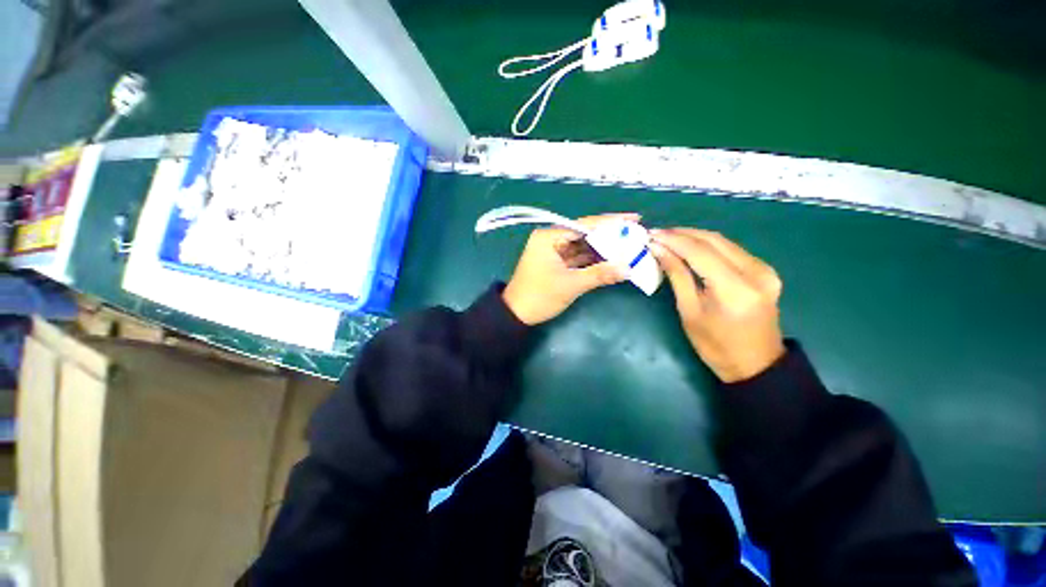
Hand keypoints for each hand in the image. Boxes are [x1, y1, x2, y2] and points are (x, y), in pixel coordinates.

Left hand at [503, 214, 636, 324]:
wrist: (517, 315)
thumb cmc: (540, 296)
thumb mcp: (571, 285)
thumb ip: (600, 274)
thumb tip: (628, 269)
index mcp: (549, 237)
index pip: (584, 225)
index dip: (610, 222)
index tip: (633, 219)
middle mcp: (551, 239)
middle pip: (585, 234)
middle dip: (609, 236)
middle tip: (635, 235)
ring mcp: (553, 251)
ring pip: (583, 246)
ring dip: (603, 249)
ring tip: (629, 246)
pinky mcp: (556, 263)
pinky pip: (578, 257)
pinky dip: (593, 259)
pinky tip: (613, 259)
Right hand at [649, 229, 785, 382]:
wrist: (755, 364)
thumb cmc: (715, 346)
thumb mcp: (689, 311)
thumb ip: (677, 276)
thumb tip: (658, 250)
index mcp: (735, 289)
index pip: (700, 252)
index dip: (673, 240)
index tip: (651, 235)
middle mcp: (755, 272)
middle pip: (714, 240)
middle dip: (682, 234)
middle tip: (657, 234)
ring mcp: (764, 269)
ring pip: (723, 241)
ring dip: (694, 237)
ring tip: (669, 238)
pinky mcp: (765, 270)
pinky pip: (731, 250)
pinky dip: (708, 245)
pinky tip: (690, 247)